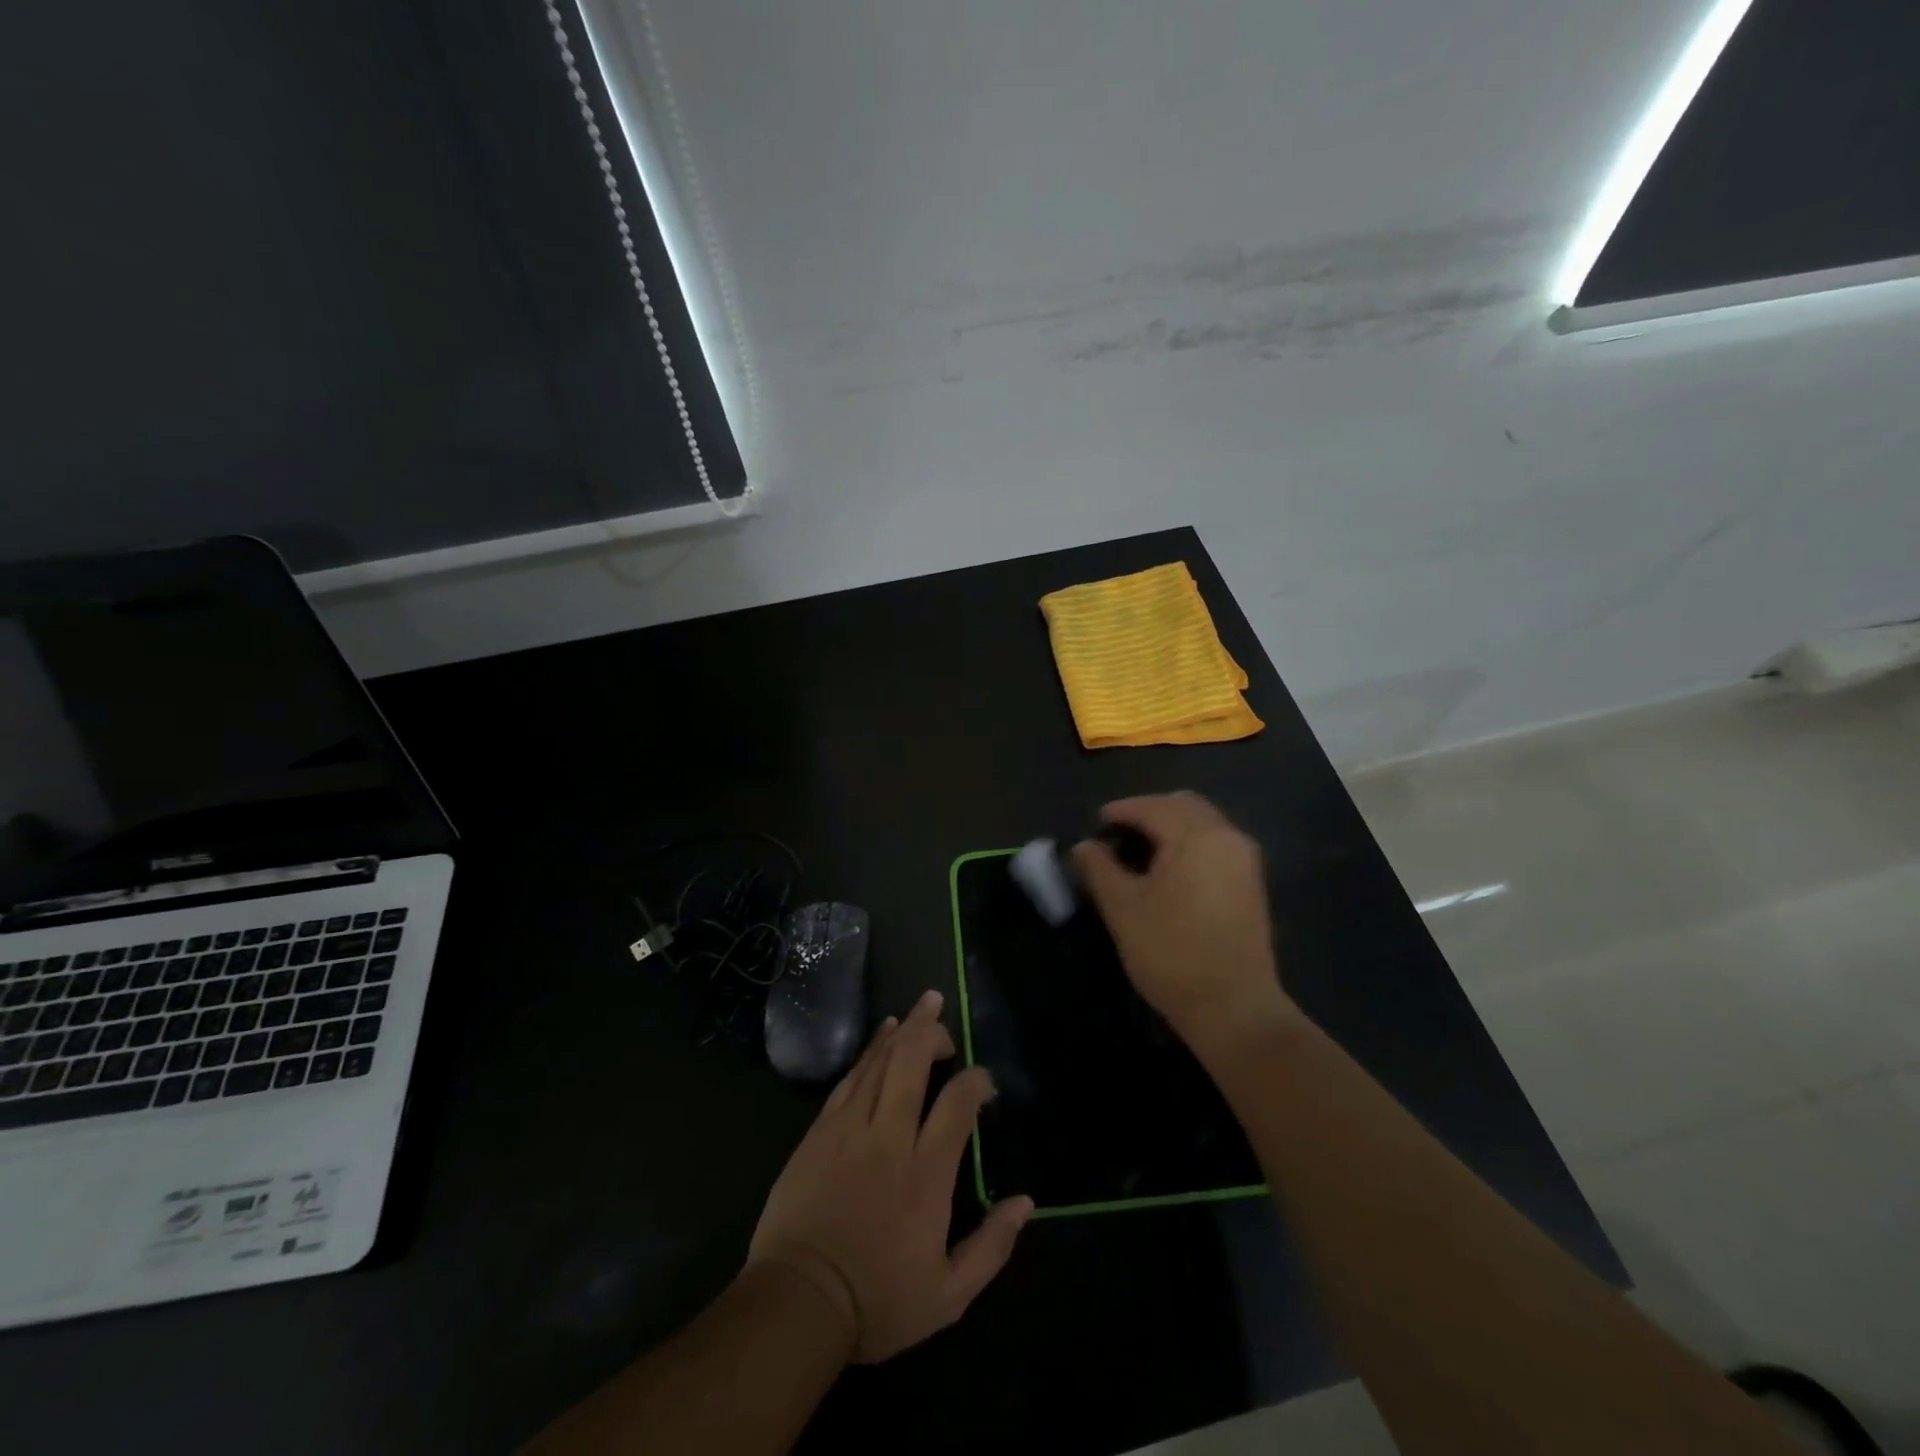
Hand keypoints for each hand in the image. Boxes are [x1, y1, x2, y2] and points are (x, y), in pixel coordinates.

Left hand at [746, 990, 1034, 1363]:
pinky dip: (869, 1050)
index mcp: (927, 1172)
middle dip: (932, 1030)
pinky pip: (851, 1077)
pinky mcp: (821, 1130)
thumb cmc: (877, 1302)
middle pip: (913, 1062)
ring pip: (881, 1061)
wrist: (798, 1303)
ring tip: (922, 1006)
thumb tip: (1026, 1203)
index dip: (976, 1081)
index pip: (958, 1104)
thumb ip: (991, 1246)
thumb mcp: (948, 1295)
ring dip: (904, 1029)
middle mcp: (891, 1136)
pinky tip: (881, 1035)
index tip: (984, 1083)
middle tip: (944, 1012)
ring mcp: (851, 1128)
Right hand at [1072, 792, 1297, 1049]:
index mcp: (1196, 836)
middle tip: (1118, 835)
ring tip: (1139, 853)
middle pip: (1183, 806)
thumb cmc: (1171, 952)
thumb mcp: (1123, 908)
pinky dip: (1189, 845)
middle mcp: (1227, 837)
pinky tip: (1168, 872)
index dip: (1120, 811)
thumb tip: (1084, 846)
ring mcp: (1245, 861)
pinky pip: (1215, 845)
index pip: (1152, 807)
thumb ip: (1099, 868)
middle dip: (1148, 812)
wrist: (1234, 1008)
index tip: (1096, 824)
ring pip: (1202, 824)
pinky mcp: (1251, 885)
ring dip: (1170, 828)